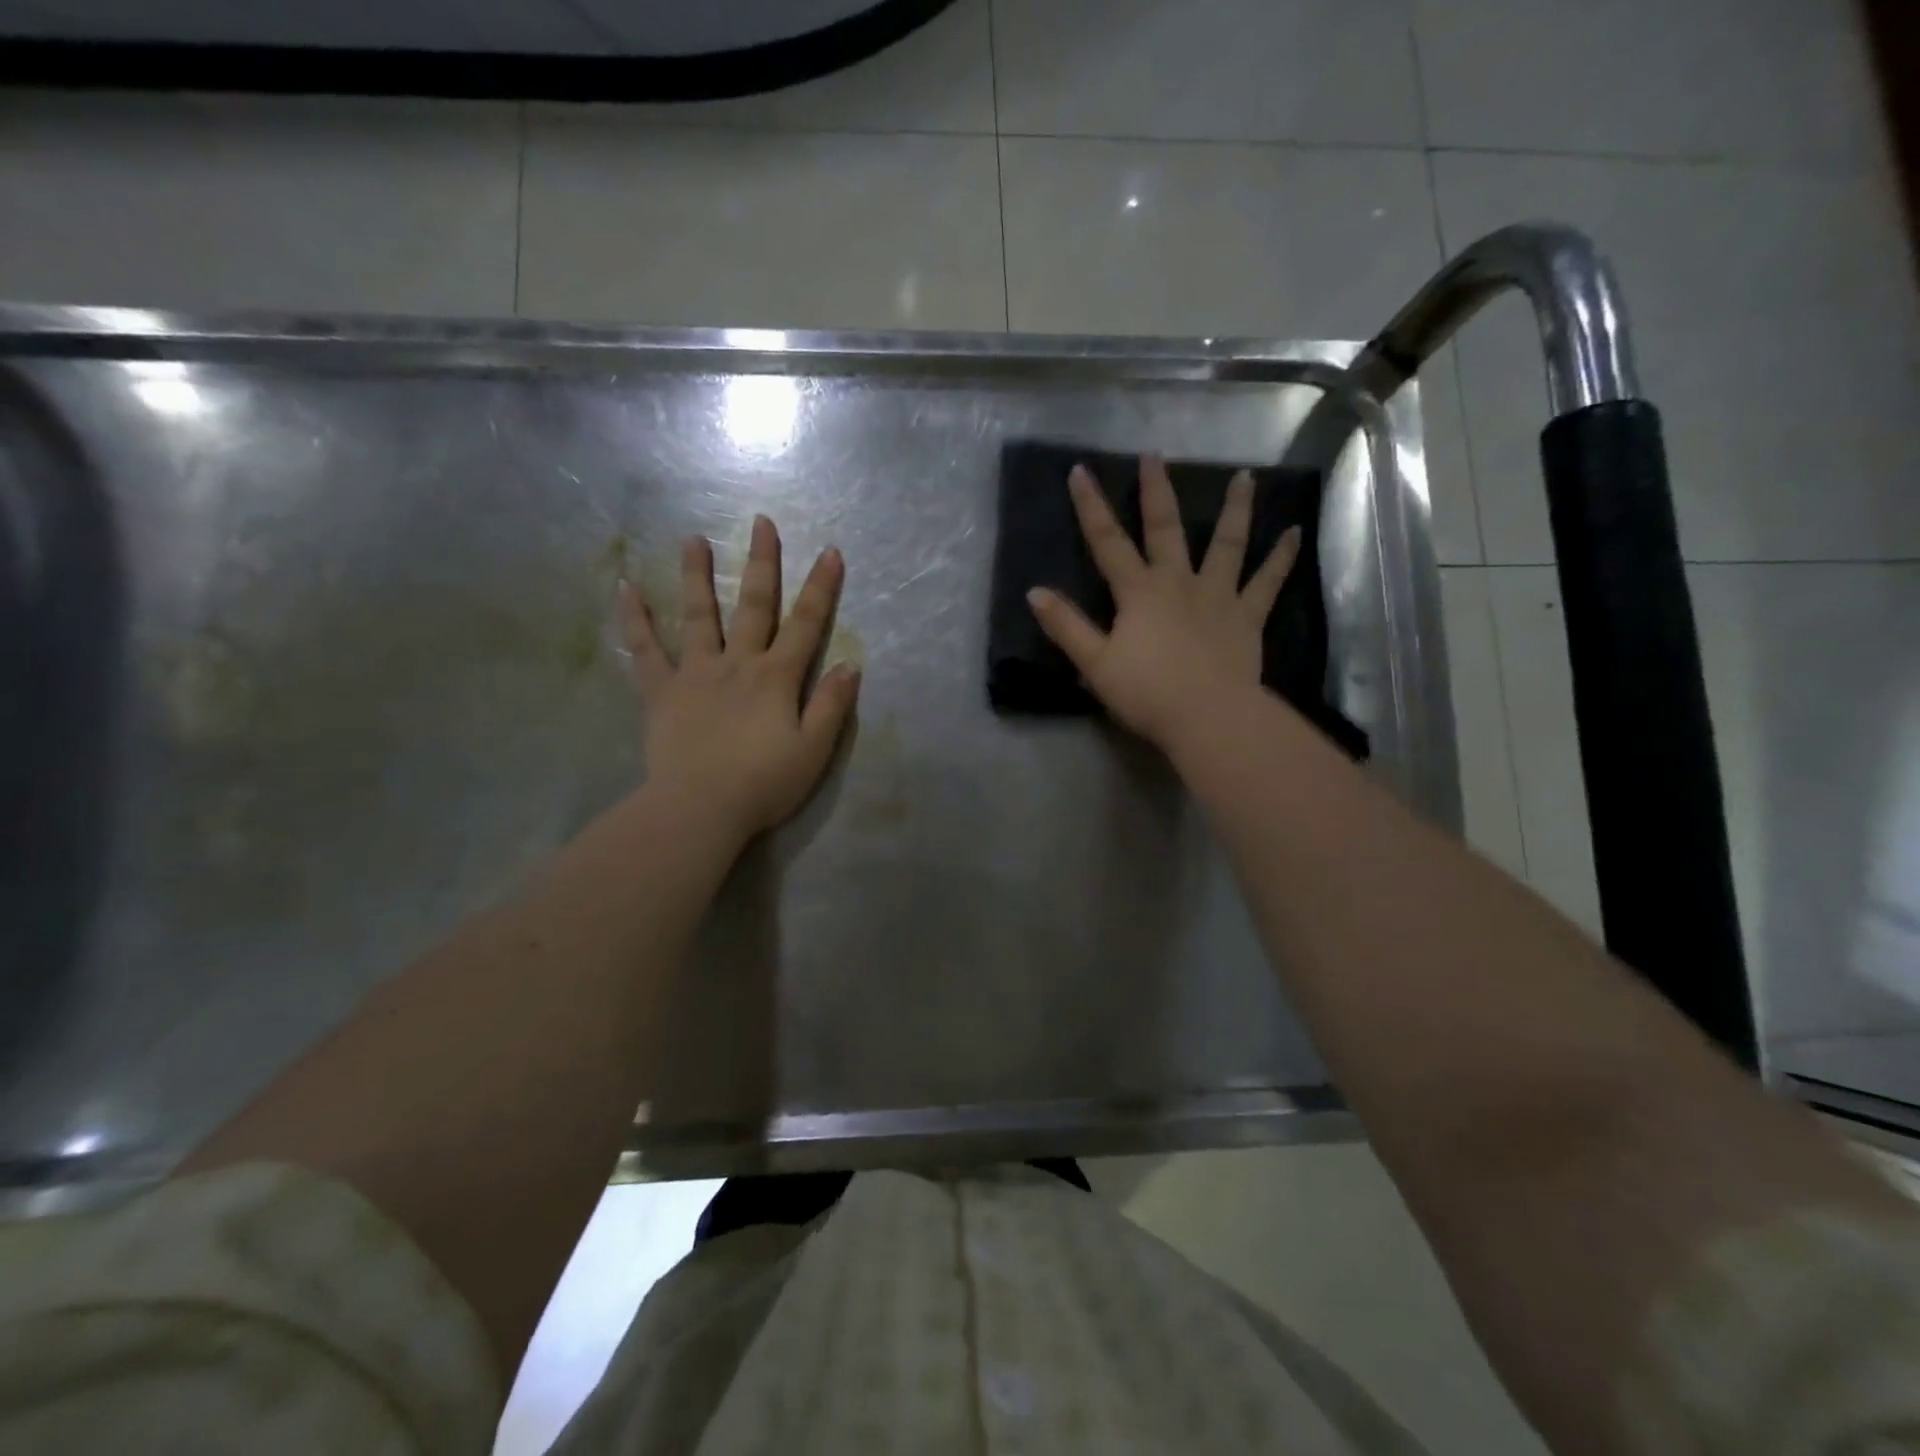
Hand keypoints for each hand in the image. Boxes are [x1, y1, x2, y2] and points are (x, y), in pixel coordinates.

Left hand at [623, 516, 859, 843]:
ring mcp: (696, 673)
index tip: (830, 551)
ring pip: (698, 616)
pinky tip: (626, 589)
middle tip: (760, 523)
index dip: (821, 588)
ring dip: (697, 576)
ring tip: (692, 540)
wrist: (700, 808)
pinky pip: (645, 650)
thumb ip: (831, 705)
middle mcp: (738, 664)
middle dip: (762, 564)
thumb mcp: (813, 750)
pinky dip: (635, 619)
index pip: (806, 625)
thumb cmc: (763, 784)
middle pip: (753, 606)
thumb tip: (850, 664)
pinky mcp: (661, 692)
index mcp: (776, 678)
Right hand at [1026, 455, 1297, 752]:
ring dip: (1235, 509)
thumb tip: (1034, 592)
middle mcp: (1178, 582)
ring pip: (1227, 544)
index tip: (1080, 471)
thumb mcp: (1094, 663)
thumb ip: (1066, 626)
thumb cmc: (1146, 693)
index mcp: (1139, 593)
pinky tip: (1296, 533)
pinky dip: (1282, 557)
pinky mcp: (1247, 617)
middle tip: (1154, 455)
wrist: (1207, 716)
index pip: (1108, 542)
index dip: (1091, 507)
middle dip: (1156, 491)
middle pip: (1165, 529)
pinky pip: (1267, 582)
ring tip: (1245, 476)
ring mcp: (1217, 596)